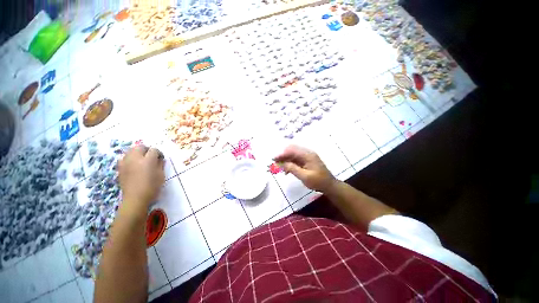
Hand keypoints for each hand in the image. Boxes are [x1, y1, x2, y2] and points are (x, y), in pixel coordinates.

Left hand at [119, 145, 164, 208]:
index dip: (159, 153)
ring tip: (142, 159)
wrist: (135, 199)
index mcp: (148, 160)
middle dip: (147, 149)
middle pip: (140, 147)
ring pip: (131, 150)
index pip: (154, 150)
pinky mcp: (120, 168)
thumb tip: (160, 159)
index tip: (161, 158)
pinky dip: (129, 158)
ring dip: (137, 152)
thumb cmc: (152, 187)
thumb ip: (160, 165)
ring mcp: (126, 163)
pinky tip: (133, 164)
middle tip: (151, 156)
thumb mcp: (161, 176)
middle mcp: (135, 159)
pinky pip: (124, 158)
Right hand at [274, 145, 336, 192]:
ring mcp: (307, 157)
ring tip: (279, 167)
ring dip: (286, 160)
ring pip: (293, 155)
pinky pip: (296, 160)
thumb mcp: (305, 176)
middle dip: (283, 156)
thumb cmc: (318, 181)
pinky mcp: (307, 161)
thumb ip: (292, 169)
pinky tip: (286, 171)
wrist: (329, 185)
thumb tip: (281, 164)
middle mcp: (307, 153)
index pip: (292, 151)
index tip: (274, 159)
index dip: (282, 154)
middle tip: (275, 162)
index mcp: (307, 155)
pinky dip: (290, 164)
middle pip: (292, 151)